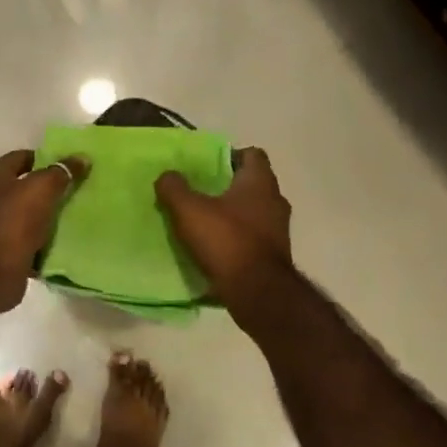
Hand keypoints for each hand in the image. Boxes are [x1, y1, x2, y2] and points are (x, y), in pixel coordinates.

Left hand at [0, 149, 87, 317]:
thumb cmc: (15, 220)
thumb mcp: (42, 188)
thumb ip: (62, 171)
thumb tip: (81, 158)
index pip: (23, 157)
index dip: (48, 158)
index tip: (72, 166)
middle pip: (26, 185)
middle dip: (51, 187)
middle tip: (79, 189)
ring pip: (30, 212)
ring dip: (50, 213)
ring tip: (76, 212)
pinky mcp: (5, 247)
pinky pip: (30, 235)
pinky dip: (46, 236)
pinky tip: (66, 236)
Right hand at [155, 147, 293, 304]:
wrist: (257, 292)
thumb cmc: (226, 240)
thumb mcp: (189, 210)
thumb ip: (174, 188)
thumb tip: (167, 175)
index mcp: (260, 182)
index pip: (252, 154)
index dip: (229, 155)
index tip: (207, 166)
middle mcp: (276, 200)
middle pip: (252, 183)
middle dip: (227, 186)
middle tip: (199, 193)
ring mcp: (279, 229)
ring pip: (253, 211)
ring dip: (232, 214)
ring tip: (204, 221)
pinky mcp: (275, 254)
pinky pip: (253, 237)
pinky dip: (237, 237)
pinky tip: (215, 247)